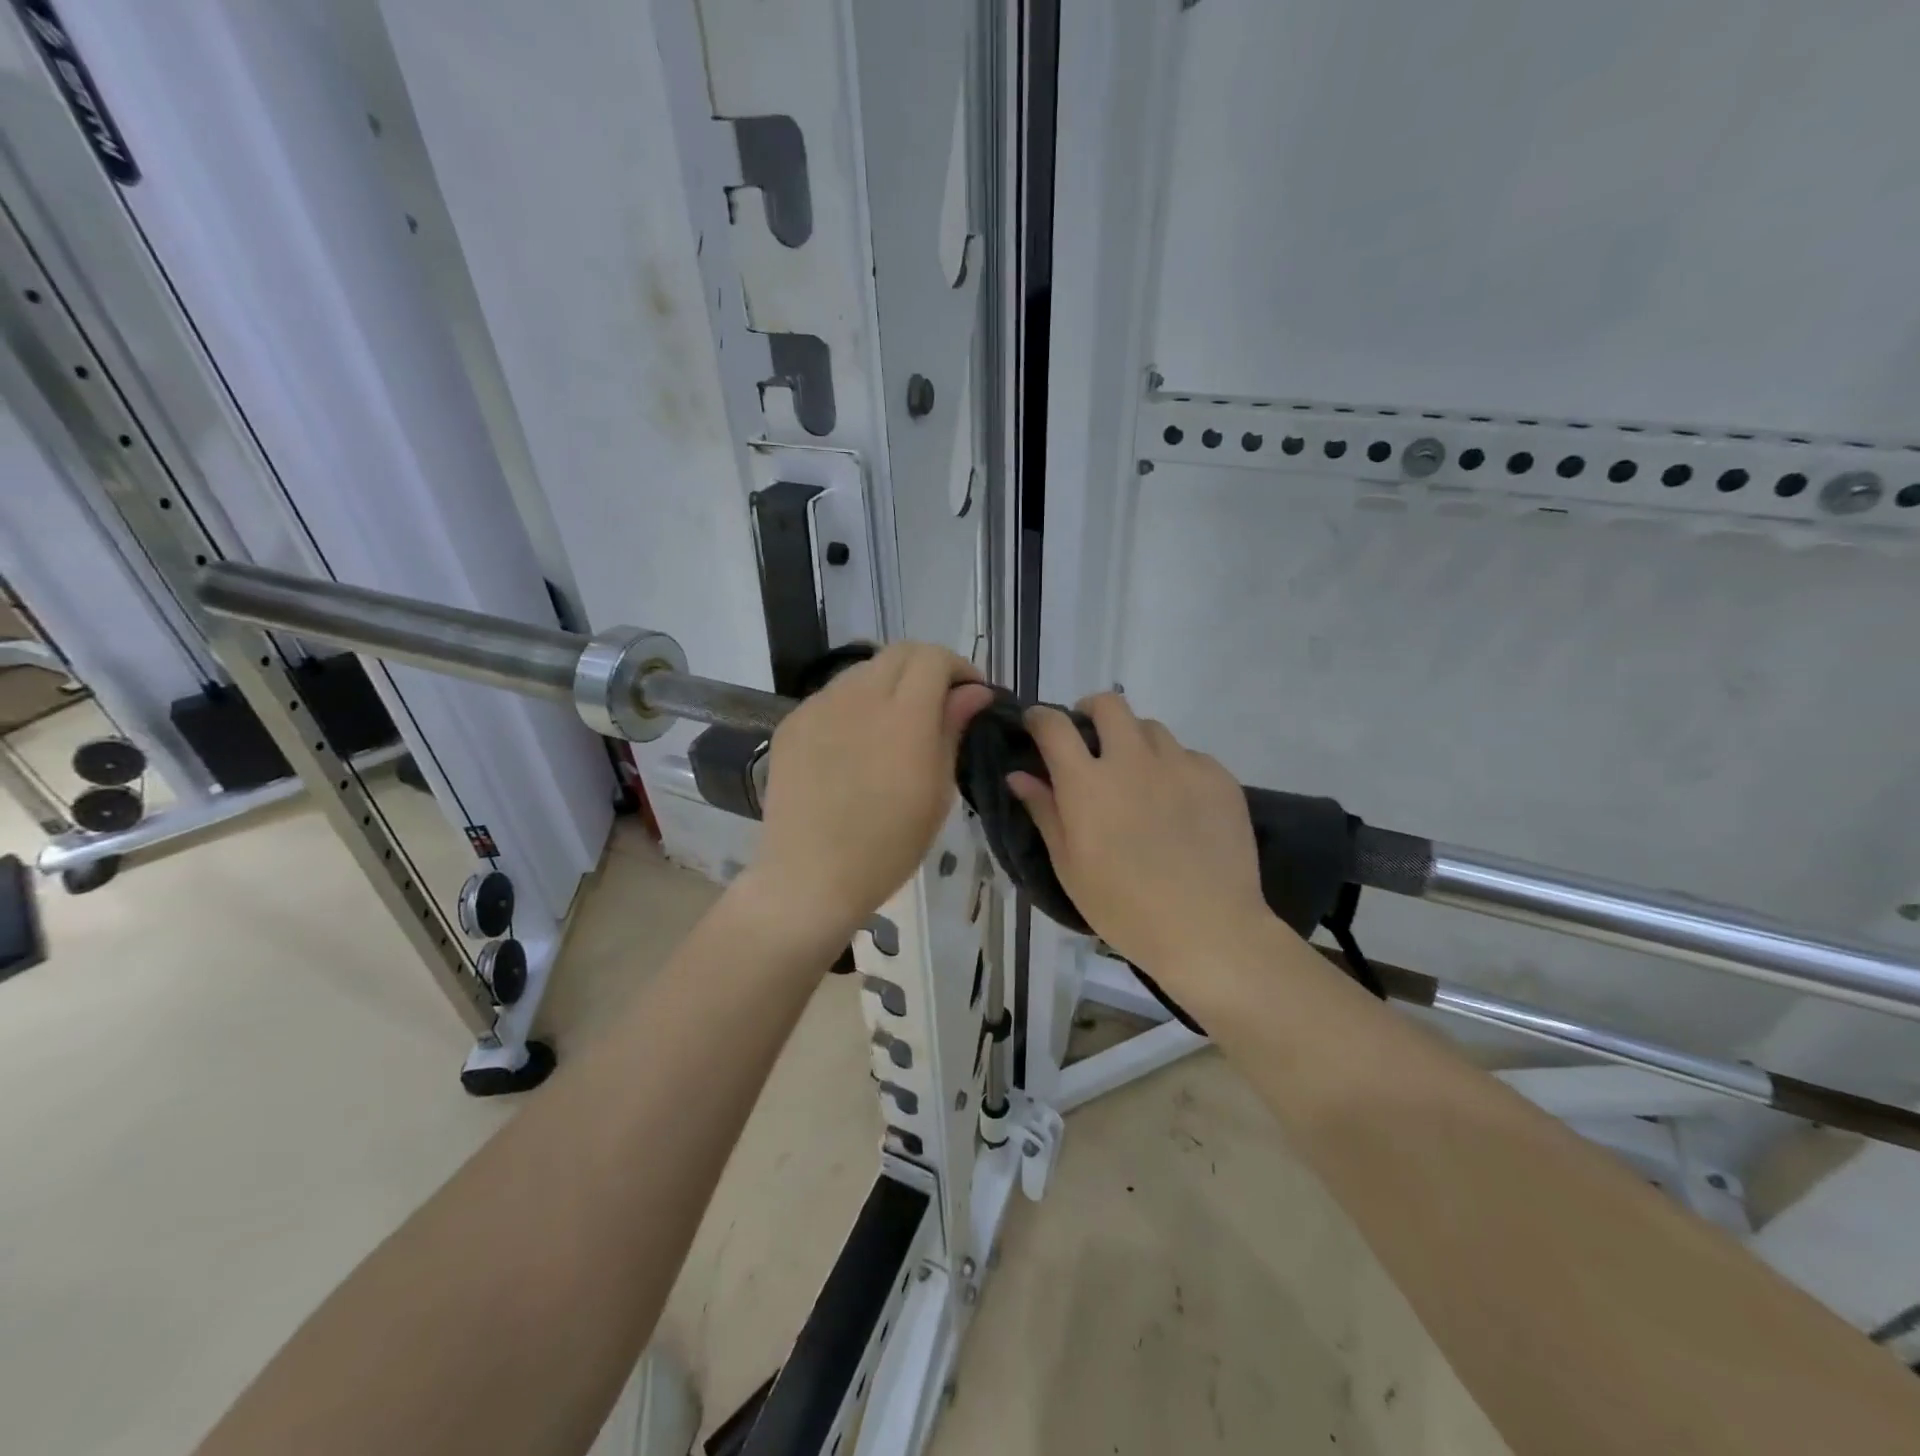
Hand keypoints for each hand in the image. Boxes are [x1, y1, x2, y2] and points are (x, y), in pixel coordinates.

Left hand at [751, 643, 994, 940]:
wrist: (810, 876)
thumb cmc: (888, 845)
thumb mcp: (937, 791)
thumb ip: (953, 729)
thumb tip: (975, 692)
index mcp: (904, 716)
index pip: (934, 658)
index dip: (959, 668)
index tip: (971, 695)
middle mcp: (858, 697)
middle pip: (899, 652)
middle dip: (927, 668)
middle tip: (939, 704)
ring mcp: (819, 706)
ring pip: (864, 670)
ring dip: (889, 683)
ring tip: (896, 724)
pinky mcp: (793, 722)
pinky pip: (832, 696)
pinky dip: (855, 704)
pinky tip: (856, 743)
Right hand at [1007, 693, 1278, 977]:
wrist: (1209, 930)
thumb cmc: (1125, 908)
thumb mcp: (1070, 867)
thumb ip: (1045, 812)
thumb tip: (1018, 775)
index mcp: (1088, 783)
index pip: (1054, 726)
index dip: (1040, 718)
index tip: (1037, 726)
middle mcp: (1133, 760)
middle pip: (1109, 704)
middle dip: (1091, 712)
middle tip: (1090, 742)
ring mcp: (1181, 765)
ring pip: (1151, 728)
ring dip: (1135, 742)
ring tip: (1138, 777)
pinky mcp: (1219, 777)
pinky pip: (1189, 755)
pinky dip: (1174, 768)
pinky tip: (1178, 804)